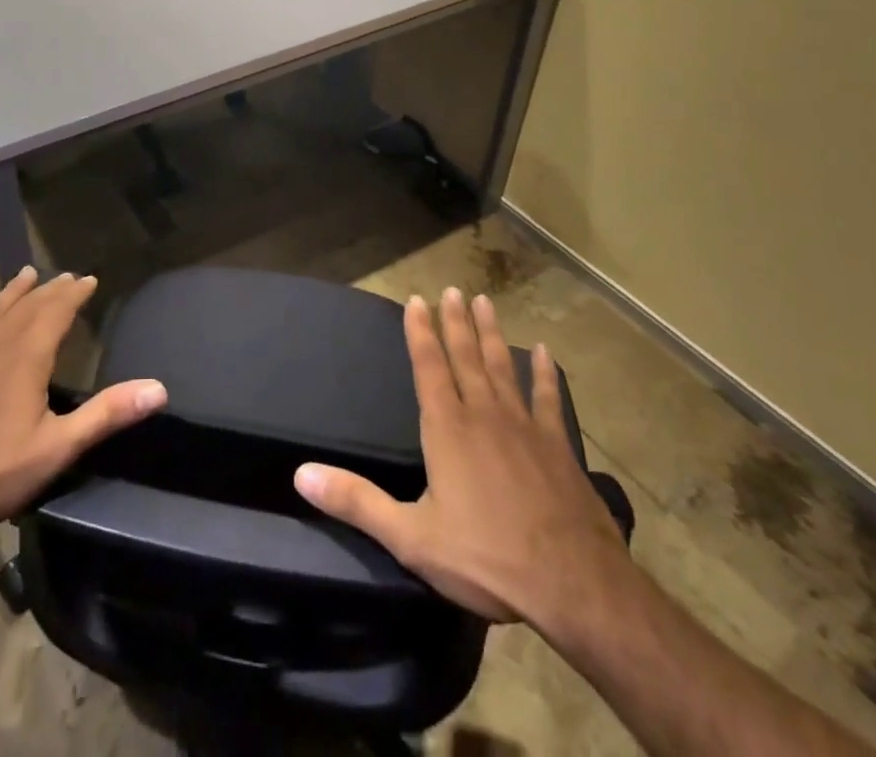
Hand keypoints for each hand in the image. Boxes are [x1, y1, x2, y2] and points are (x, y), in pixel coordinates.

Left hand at [0, 267, 167, 536]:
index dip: (74, 294)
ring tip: (25, 275)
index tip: (88, 279)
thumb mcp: (59, 447)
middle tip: (64, 276)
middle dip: (49, 290)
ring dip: (10, 293)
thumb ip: (107, 414)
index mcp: (27, 357)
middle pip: (26, 307)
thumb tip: (159, 389)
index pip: (57, 312)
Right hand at [294, 288, 630, 643]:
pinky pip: (549, 400)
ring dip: (492, 334)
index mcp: (447, 428)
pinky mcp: (559, 448)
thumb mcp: (411, 538)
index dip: (420, 332)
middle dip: (456, 322)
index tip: (416, 300)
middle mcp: (484, 415)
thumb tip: (301, 474)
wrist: (575, 586)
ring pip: (503, 368)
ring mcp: (525, 427)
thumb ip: (356, 502)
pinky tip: (545, 353)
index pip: (429, 367)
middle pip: (466, 357)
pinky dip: (545, 374)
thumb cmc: (486, 558)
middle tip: (453, 289)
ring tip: (486, 302)